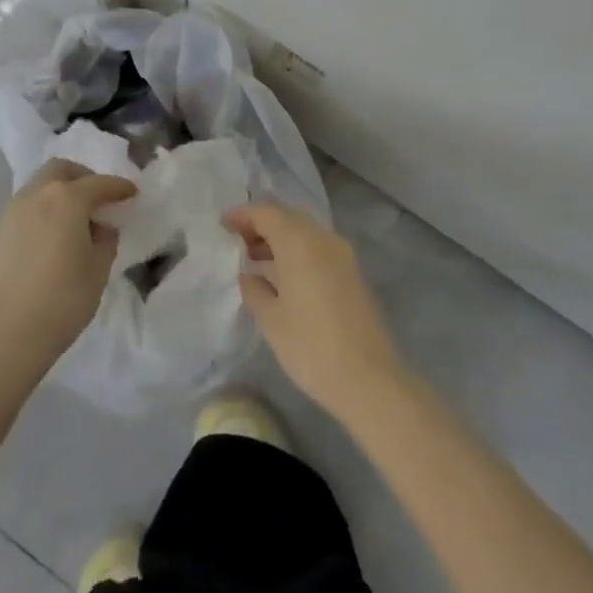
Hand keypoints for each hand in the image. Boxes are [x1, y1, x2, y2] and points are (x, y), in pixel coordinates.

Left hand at [0, 160, 135, 379]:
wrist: (4, 334)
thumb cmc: (62, 299)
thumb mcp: (98, 269)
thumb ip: (105, 240)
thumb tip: (100, 227)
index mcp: (67, 197)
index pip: (100, 183)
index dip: (119, 187)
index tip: (132, 193)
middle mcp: (37, 194)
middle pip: (62, 169)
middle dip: (84, 177)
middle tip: (99, 198)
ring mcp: (13, 211)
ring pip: (40, 184)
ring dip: (60, 190)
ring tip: (75, 218)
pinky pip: (27, 205)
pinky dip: (44, 208)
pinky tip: (53, 234)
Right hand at [225, 203, 406, 421]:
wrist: (369, 379)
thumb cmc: (311, 346)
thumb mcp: (271, 320)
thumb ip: (254, 290)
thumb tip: (249, 275)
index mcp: (299, 241)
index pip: (266, 213)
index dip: (243, 215)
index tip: (223, 225)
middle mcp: (323, 238)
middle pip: (288, 216)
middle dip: (262, 224)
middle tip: (239, 242)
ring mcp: (342, 254)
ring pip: (306, 231)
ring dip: (281, 238)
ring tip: (256, 260)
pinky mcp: (353, 273)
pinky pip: (319, 247)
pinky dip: (298, 251)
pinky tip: (284, 277)